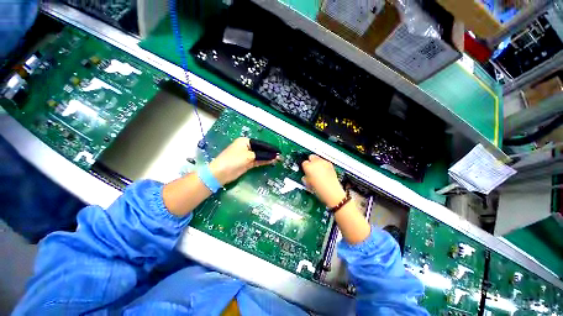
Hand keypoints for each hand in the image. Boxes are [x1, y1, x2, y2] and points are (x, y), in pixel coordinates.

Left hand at [209, 137, 276, 185]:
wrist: (220, 173)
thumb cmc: (233, 160)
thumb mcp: (249, 156)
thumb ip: (262, 155)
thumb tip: (274, 156)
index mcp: (245, 141)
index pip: (260, 144)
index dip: (270, 148)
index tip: (278, 150)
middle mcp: (246, 147)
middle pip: (260, 149)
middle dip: (269, 153)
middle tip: (279, 156)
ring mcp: (246, 156)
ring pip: (259, 156)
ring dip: (267, 158)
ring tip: (277, 159)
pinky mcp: (246, 163)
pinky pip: (257, 161)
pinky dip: (263, 161)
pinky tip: (271, 162)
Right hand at [301, 155, 345, 207]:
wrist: (332, 192)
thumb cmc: (319, 189)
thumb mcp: (308, 184)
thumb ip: (305, 177)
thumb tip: (305, 176)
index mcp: (308, 166)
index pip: (304, 163)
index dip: (305, 168)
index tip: (306, 171)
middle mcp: (316, 162)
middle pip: (311, 157)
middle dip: (311, 162)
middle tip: (311, 169)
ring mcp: (324, 162)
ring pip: (318, 158)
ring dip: (317, 163)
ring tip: (319, 171)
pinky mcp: (330, 164)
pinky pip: (325, 162)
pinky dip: (324, 165)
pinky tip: (324, 172)